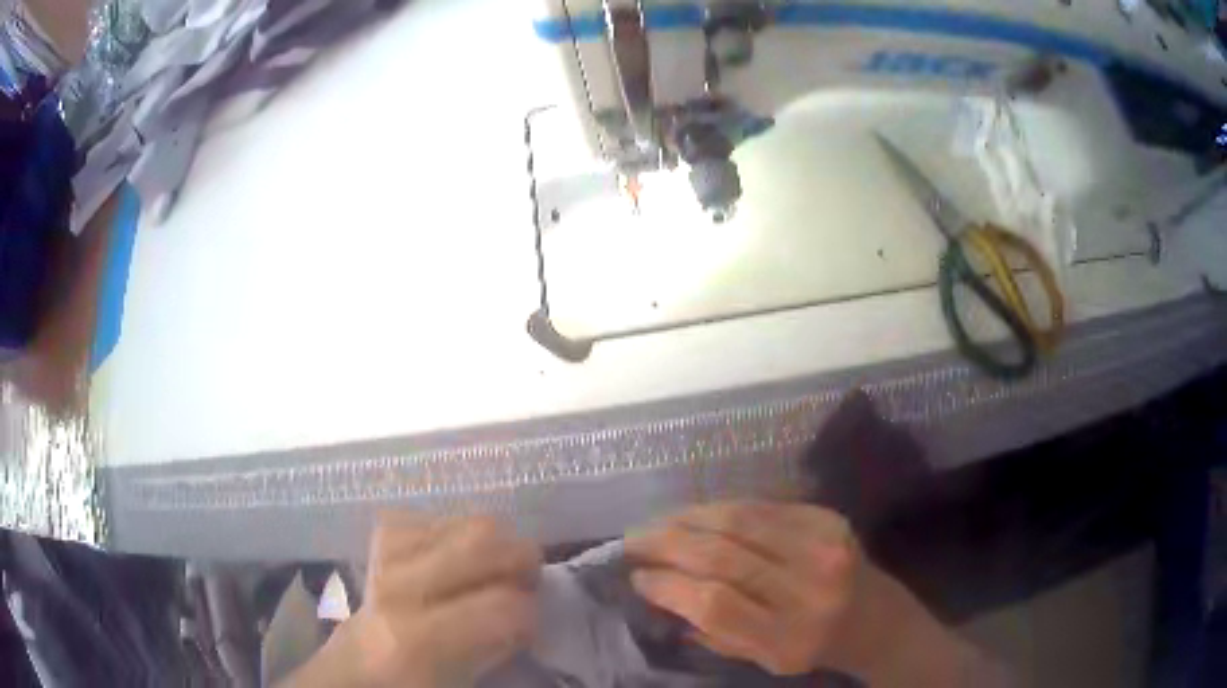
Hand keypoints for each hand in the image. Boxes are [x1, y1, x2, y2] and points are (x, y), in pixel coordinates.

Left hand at [284, 514, 541, 687]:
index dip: (532, 616)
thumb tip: (532, 618)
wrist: (353, 671)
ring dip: (492, 545)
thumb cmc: (412, 685)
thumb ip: (497, 651)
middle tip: (526, 587)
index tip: (531, 629)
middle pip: (482, 540)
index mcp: (418, 641)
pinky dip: (452, 535)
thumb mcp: (461, 685)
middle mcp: (398, 587)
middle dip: (522, 560)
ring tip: (494, 573)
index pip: (503, 606)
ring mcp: (383, 557)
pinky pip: (428, 517)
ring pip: (461, 521)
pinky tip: (455, 560)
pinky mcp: (376, 542)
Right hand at [625, 502, 1004, 685]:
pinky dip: (723, 508)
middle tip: (634, 541)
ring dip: (689, 518)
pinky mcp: (830, 519)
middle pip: (724, 556)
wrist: (877, 619)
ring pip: (741, 521)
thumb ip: (713, 632)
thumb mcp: (763, 660)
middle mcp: (809, 590)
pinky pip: (765, 506)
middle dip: (668, 544)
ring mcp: (824, 547)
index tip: (637, 577)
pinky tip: (699, 513)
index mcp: (789, 637)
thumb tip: (659, 593)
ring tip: (658, 522)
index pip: (715, 604)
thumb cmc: (813, 648)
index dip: (669, 586)